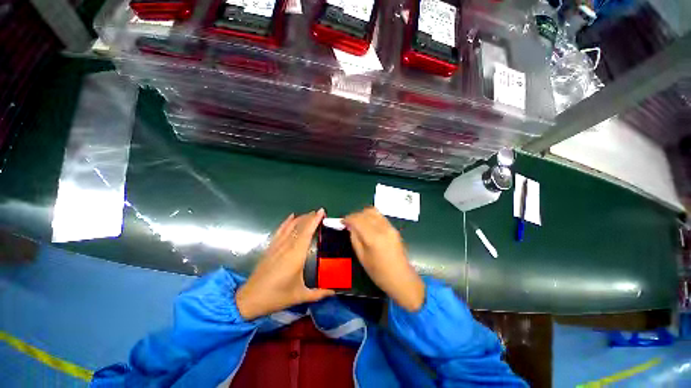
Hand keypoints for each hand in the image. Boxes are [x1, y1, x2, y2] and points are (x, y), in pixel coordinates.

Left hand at [236, 209, 334, 319]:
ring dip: (300, 218)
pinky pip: (280, 231)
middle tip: (320, 212)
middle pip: (299, 227)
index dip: (314, 221)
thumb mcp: (300, 296)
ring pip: (290, 227)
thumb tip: (334, 292)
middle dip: (310, 217)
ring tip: (309, 213)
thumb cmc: (277, 297)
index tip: (321, 211)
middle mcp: (287, 247)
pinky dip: (286, 222)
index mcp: (296, 255)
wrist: (250, 299)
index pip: (307, 232)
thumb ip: (319, 293)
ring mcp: (277, 246)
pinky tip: (291, 217)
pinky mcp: (270, 247)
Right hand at [343, 207, 424, 311]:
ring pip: (374, 211)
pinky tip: (367, 224)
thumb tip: (350, 226)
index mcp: (373, 238)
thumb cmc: (379, 272)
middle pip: (365, 213)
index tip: (342, 222)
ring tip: (357, 222)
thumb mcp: (362, 257)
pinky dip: (371, 216)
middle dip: (355, 215)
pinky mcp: (394, 228)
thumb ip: (355, 239)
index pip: (358, 220)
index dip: (348, 219)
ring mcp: (390, 227)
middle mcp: (382, 228)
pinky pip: (380, 216)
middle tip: (349, 223)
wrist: (401, 278)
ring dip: (363, 214)